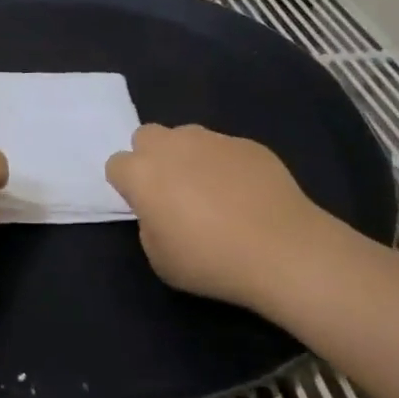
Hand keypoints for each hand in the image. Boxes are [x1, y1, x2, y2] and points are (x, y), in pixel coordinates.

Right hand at [105, 124, 332, 307]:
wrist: (282, 250)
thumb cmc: (211, 261)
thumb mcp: (160, 259)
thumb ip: (149, 226)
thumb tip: (161, 212)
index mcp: (142, 174)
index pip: (116, 165)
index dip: (127, 186)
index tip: (144, 208)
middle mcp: (171, 146)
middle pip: (146, 136)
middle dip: (152, 157)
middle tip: (172, 191)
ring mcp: (212, 140)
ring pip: (186, 137)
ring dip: (188, 157)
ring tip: (212, 191)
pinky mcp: (247, 144)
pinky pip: (225, 149)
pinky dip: (226, 165)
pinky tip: (246, 195)